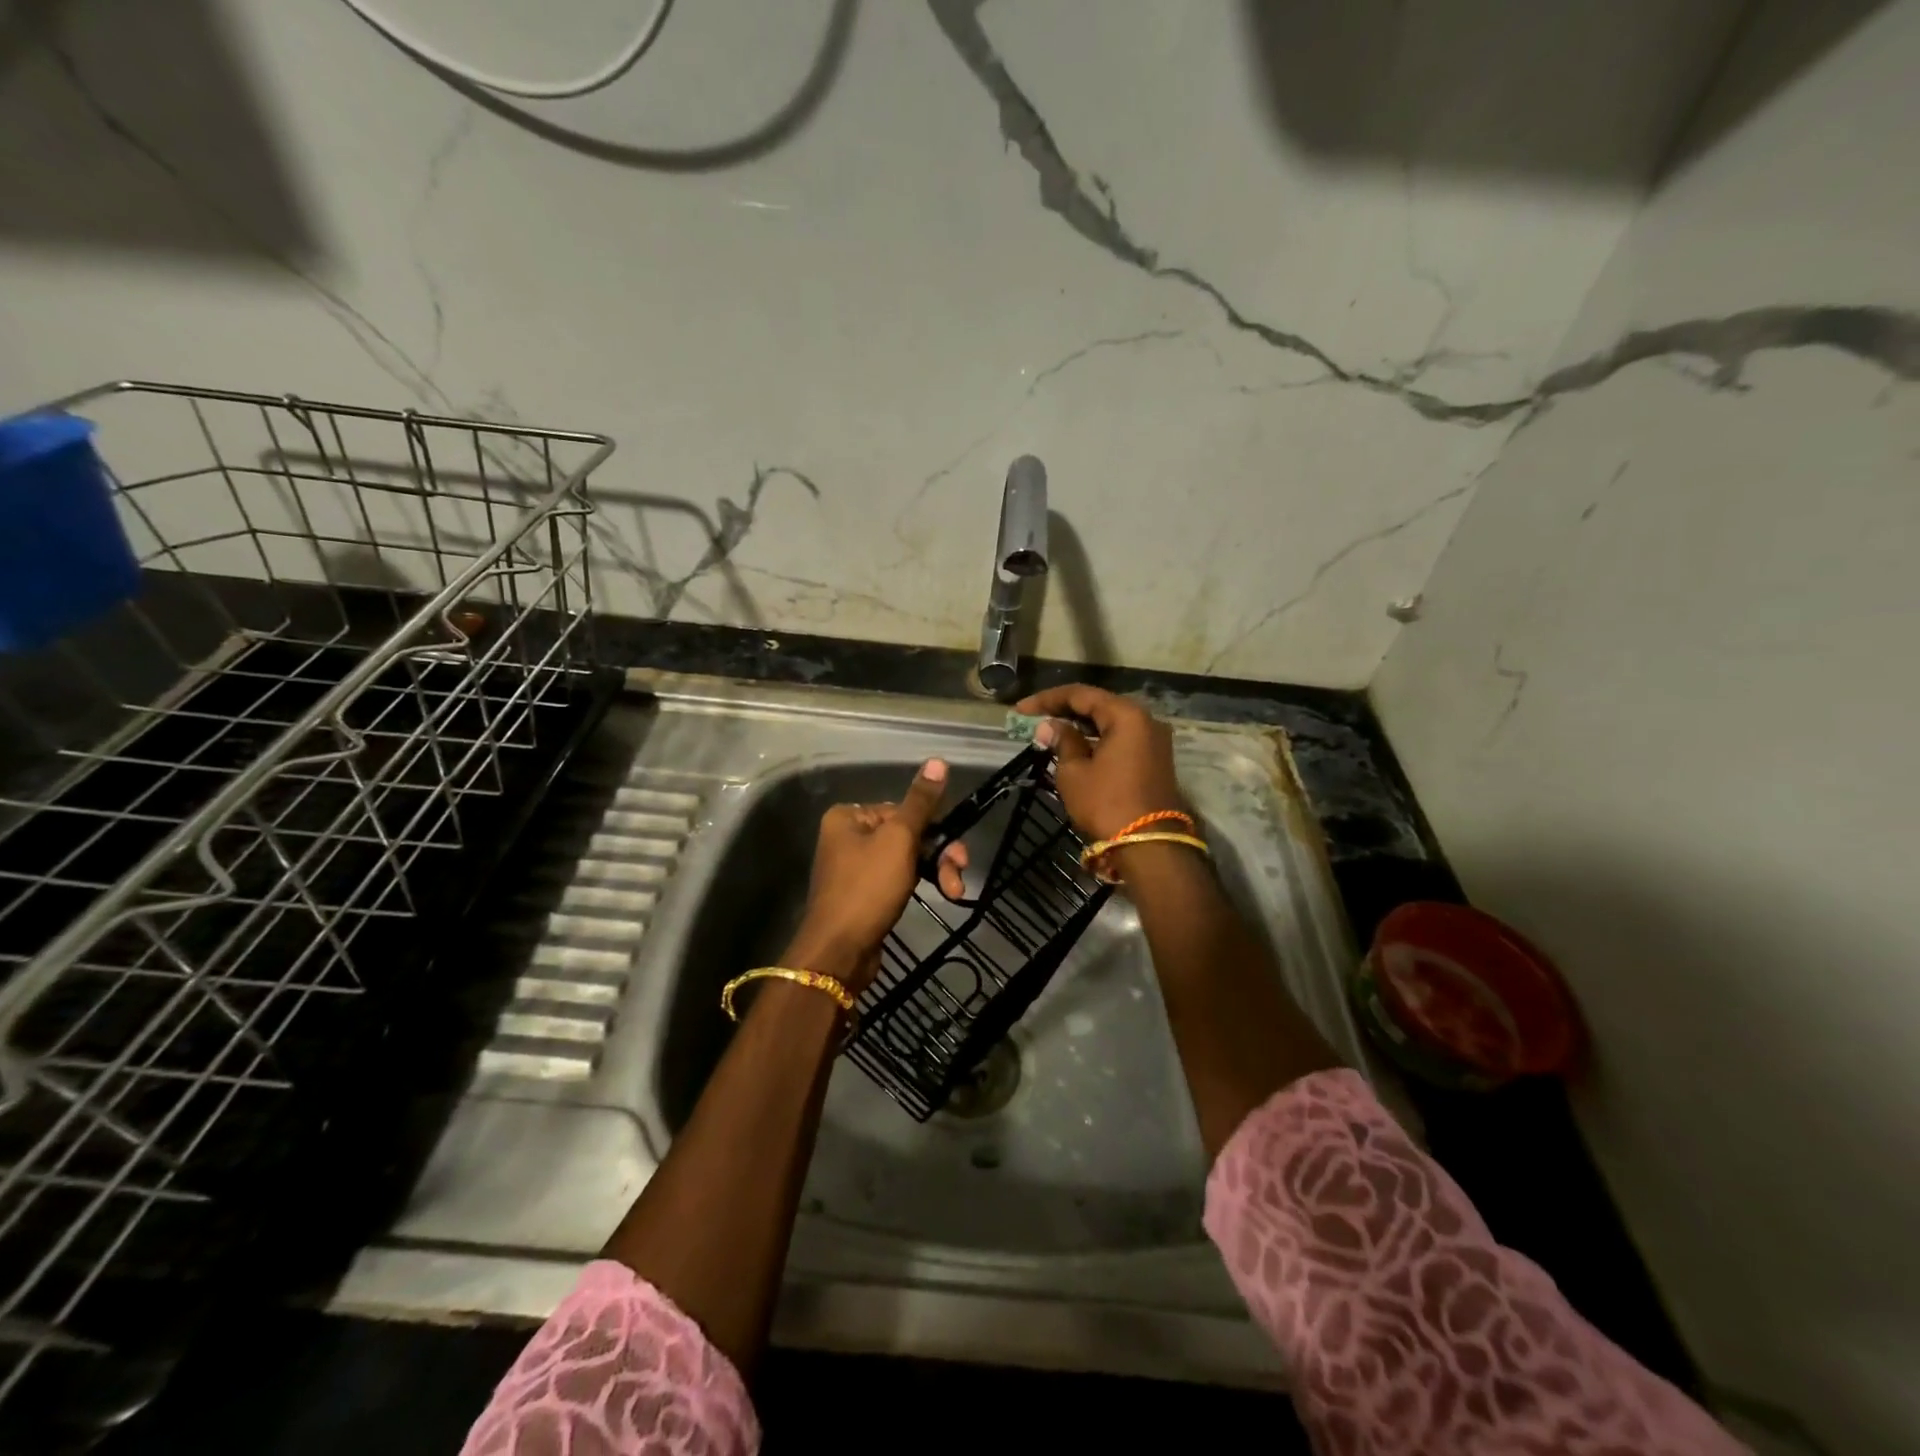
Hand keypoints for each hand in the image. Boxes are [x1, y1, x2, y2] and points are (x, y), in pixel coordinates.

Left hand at [786, 760, 968, 993]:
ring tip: (954, 892)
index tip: (954, 852)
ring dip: (935, 871)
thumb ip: (921, 802)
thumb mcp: (899, 839)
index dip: (932, 829)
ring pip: (907, 858)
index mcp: (849, 817)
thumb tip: (938, 761)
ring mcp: (855, 868)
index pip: (903, 810)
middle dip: (938, 854)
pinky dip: (919, 884)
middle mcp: (848, 838)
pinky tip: (938, 895)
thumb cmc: (867, 888)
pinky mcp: (864, 895)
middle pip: (907, 834)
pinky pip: (898, 879)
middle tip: (959, 875)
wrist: (840, 952)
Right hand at [1016, 685, 1184, 841]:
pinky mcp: (1154, 760)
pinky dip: (1097, 739)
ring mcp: (1154, 741)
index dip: (1047, 699)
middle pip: (1099, 705)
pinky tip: (1075, 746)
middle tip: (1034, 718)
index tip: (1020, 710)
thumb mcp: (1074, 772)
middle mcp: (1146, 720)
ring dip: (1081, 726)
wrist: (1148, 846)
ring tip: (1050, 732)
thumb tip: (1050, 726)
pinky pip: (1120, 739)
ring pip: (1111, 723)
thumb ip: (1062, 741)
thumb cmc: (1106, 804)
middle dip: (1064, 710)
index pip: (1081, 695)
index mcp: (1126, 715)